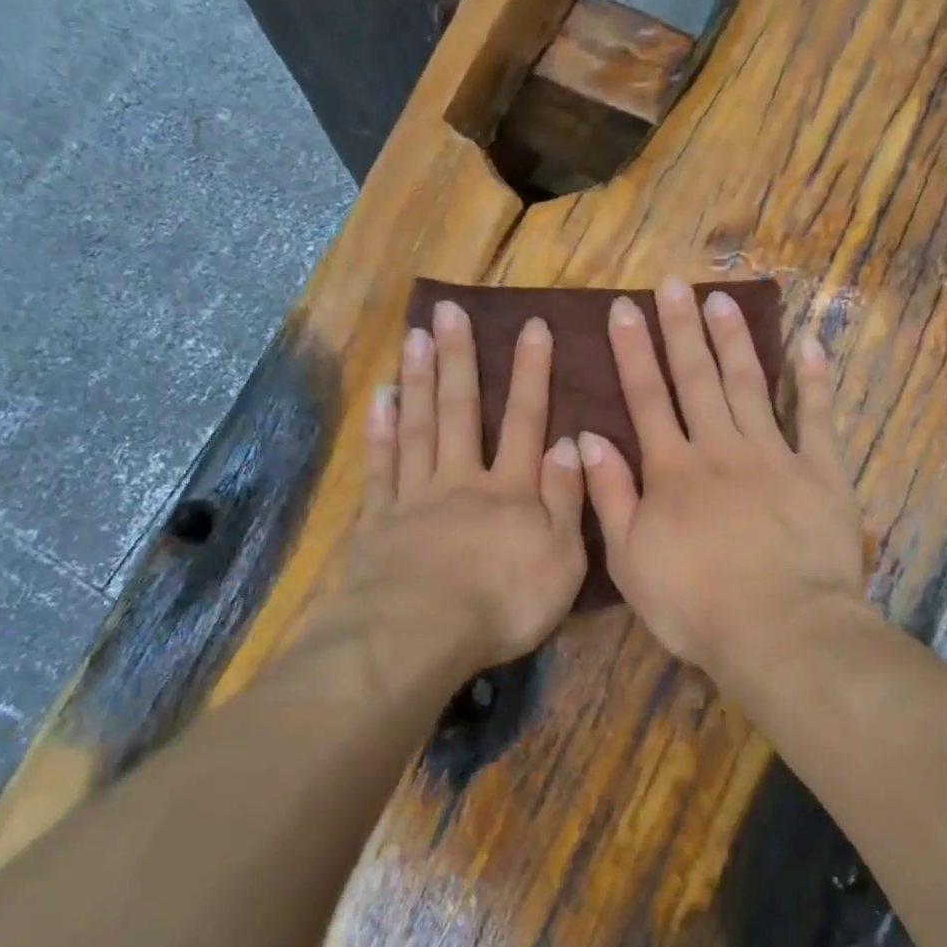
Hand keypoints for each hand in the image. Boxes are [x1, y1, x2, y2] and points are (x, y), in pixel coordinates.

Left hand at [332, 299, 586, 683]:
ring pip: (419, 427)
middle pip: (461, 410)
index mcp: (510, 490)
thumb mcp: (561, 558)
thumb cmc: (503, 603)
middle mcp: (462, 480)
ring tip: (415, 337)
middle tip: (449, 310)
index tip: (533, 326)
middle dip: (460, 358)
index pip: (526, 421)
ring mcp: (415, 496)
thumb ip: (565, 498)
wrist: (421, 635)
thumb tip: (567, 442)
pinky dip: (381, 431)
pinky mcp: (379, 520)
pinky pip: (381, 466)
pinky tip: (381, 399)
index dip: (532, 373)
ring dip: (420, 380)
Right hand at [577, 277, 867, 680]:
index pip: (647, 398)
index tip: (624, 308)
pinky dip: (813, 380)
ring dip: (734, 340)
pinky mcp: (820, 472)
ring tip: (721, 299)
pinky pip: (816, 417)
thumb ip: (610, 494)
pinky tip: (809, 343)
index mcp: (672, 469)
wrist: (778, 630)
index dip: (634, 351)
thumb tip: (587, 438)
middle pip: (697, 378)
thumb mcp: (630, 558)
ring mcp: (773, 455)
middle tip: (673, 284)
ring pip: (749, 384)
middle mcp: (719, 448)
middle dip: (681, 328)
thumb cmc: (694, 604)